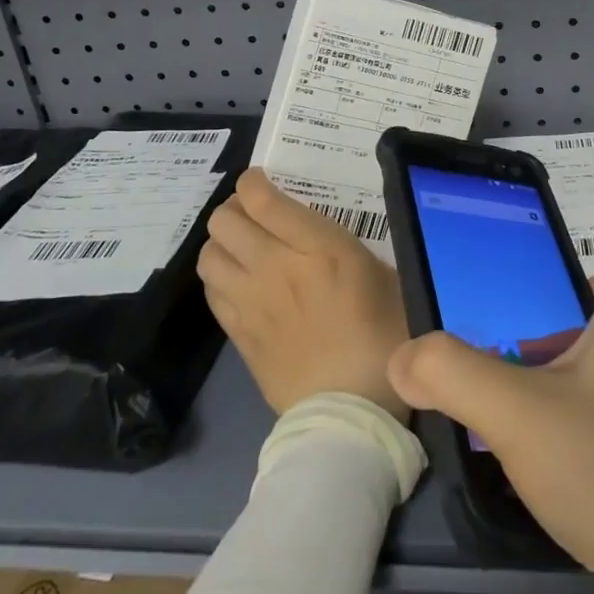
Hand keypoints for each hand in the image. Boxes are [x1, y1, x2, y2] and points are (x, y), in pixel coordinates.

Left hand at [199, 169, 408, 420]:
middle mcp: (274, 267)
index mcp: (318, 248)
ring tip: (243, 247)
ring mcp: (250, 302)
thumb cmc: (383, 337)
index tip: (261, 182)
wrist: (350, 411)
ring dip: (222, 242)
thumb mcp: (384, 277)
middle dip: (235, 209)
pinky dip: (219, 277)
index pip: (263, 199)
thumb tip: (323, 232)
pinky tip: (239, 283)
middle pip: (225, 220)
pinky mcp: (237, 334)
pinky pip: (211, 290)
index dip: (253, 182)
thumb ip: (349, 247)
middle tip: (254, 215)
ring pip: (209, 253)